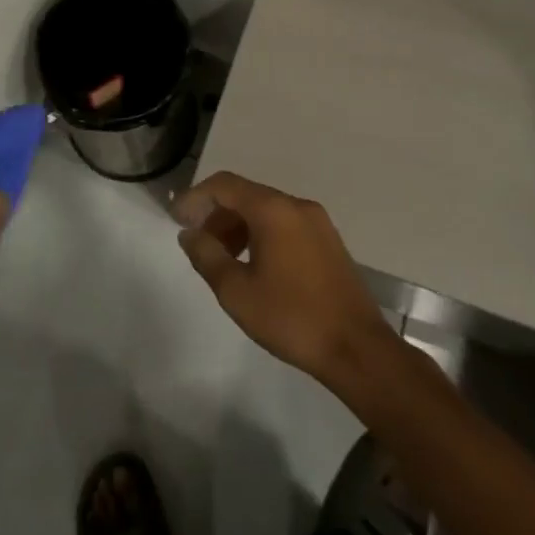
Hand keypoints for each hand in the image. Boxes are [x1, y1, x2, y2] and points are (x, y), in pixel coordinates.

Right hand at [173, 171, 396, 388]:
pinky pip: (285, 224)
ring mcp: (317, 222)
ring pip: (266, 210)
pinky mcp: (328, 241)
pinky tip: (253, 265)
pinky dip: (261, 234)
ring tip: (222, 258)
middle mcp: (296, 205)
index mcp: (273, 210)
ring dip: (238, 225)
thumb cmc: (292, 318)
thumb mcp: (236, 291)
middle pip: (246, 195)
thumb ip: (207, 256)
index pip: (224, 184)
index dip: (195, 197)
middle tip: (197, 242)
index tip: (176, 218)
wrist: (358, 349)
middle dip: (216, 213)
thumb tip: (189, 233)